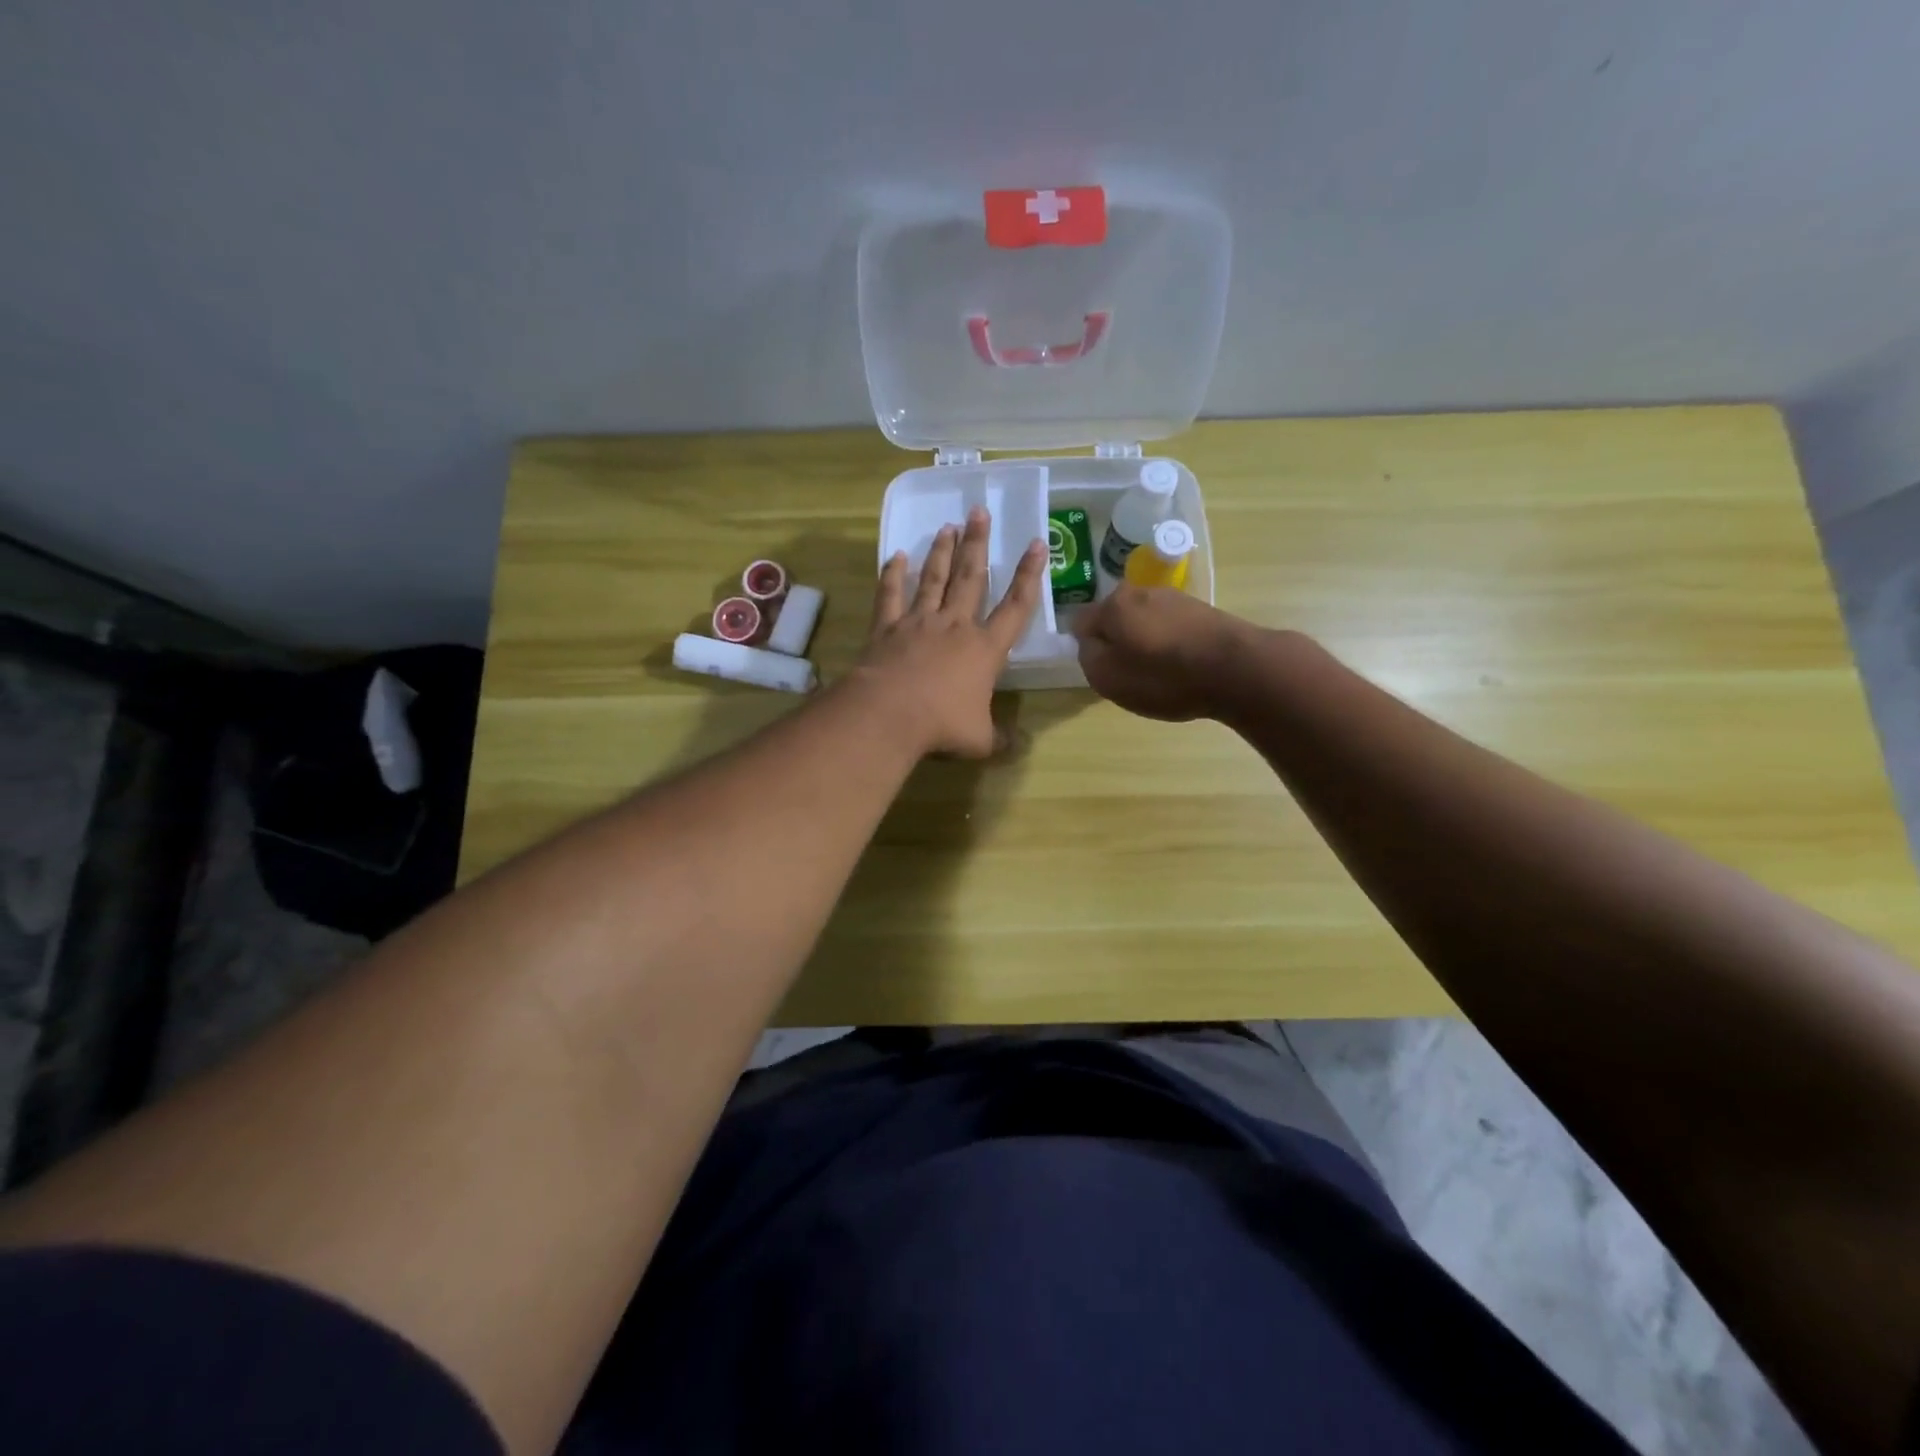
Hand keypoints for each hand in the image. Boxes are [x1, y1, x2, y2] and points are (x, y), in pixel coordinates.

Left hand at [852, 507, 1046, 756]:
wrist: (889, 715)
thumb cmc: (942, 725)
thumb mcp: (981, 740)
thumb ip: (1000, 738)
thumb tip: (1016, 745)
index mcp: (985, 649)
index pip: (1016, 606)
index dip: (1029, 575)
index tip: (1036, 543)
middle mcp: (954, 626)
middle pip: (971, 578)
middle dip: (978, 544)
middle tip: (980, 511)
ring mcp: (918, 622)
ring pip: (934, 579)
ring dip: (942, 552)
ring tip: (949, 526)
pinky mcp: (886, 628)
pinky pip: (890, 595)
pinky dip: (893, 574)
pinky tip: (896, 555)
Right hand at [1071, 585, 1254, 721]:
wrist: (1237, 670)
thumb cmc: (1163, 677)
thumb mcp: (1107, 678)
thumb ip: (1088, 656)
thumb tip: (1089, 641)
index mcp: (1112, 605)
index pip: (1081, 622)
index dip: (1086, 647)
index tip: (1099, 668)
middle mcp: (1140, 591)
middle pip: (1115, 618)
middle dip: (1117, 641)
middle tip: (1127, 672)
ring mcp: (1174, 597)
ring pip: (1144, 621)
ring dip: (1144, 642)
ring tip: (1158, 672)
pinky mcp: (1201, 609)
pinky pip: (1170, 627)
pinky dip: (1169, 644)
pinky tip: (1182, 667)